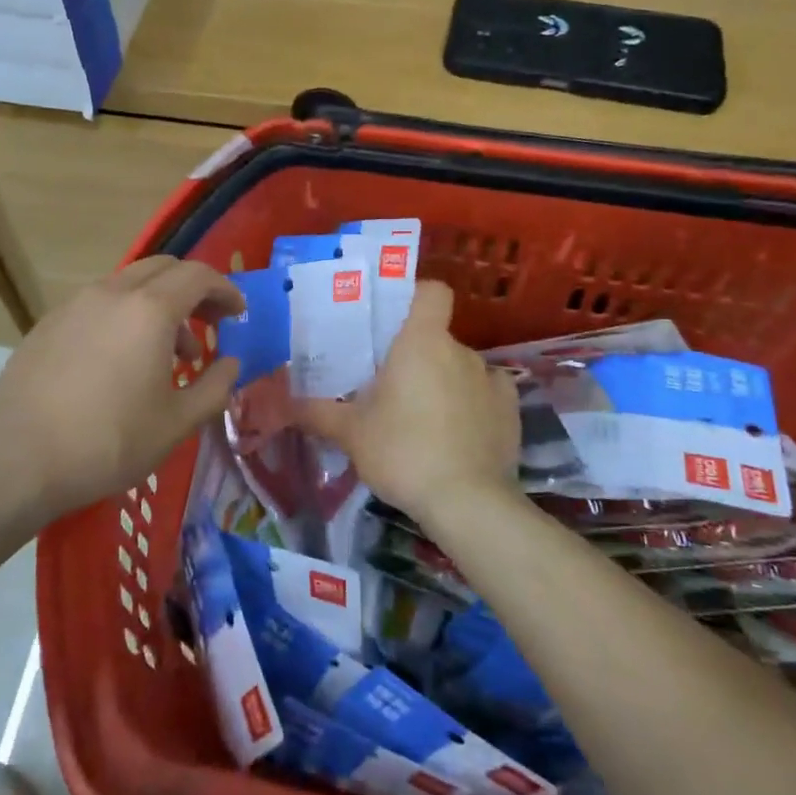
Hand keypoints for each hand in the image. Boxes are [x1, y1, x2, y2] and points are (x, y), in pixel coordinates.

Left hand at [0, 257, 243, 523]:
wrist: (17, 460)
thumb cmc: (108, 442)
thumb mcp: (177, 423)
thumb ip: (215, 387)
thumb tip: (230, 363)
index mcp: (149, 310)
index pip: (198, 276)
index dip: (225, 290)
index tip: (238, 314)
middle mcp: (112, 293)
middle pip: (163, 269)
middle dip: (193, 290)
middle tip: (210, 323)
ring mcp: (74, 304)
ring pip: (129, 285)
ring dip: (159, 305)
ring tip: (169, 354)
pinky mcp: (49, 323)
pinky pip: (99, 303)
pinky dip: (125, 315)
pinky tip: (122, 361)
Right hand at [297, 281, 518, 521]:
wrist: (467, 503)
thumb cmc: (402, 452)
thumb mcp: (350, 433)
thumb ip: (317, 412)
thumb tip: (284, 402)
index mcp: (422, 342)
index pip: (432, 292)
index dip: (416, 297)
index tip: (394, 321)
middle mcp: (461, 351)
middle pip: (437, 337)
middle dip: (417, 357)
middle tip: (391, 388)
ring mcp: (491, 379)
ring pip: (460, 368)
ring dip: (443, 382)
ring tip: (423, 419)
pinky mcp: (511, 410)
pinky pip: (486, 394)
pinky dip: (473, 405)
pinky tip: (458, 433)